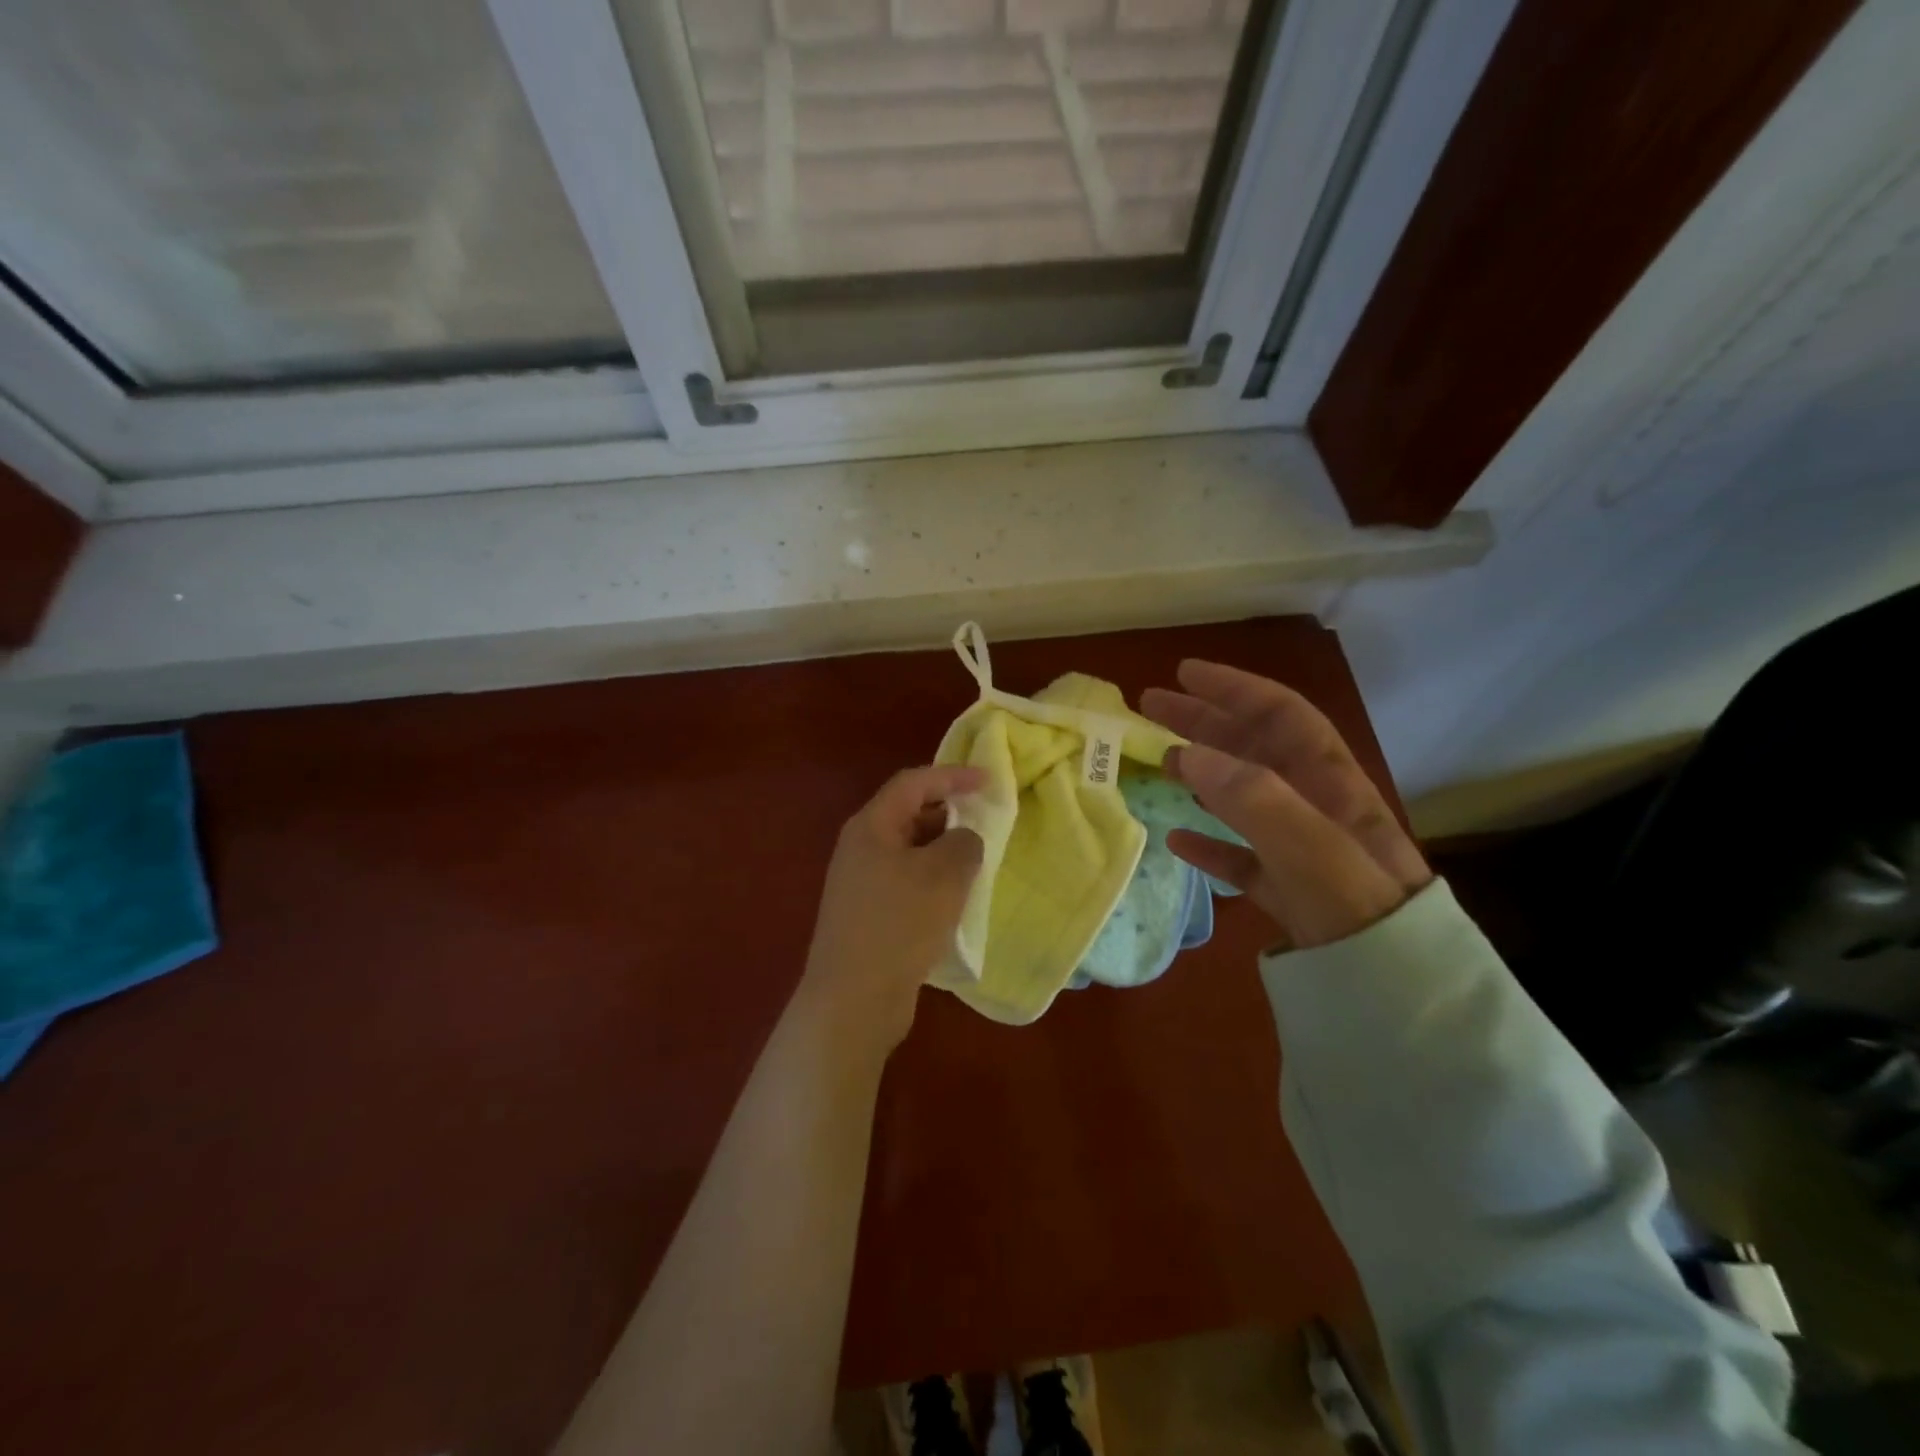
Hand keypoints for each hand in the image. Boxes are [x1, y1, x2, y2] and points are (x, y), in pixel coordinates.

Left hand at [800, 765, 985, 1054]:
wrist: (853, 1000)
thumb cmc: (899, 924)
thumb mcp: (944, 875)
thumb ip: (964, 843)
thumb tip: (963, 840)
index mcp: (871, 826)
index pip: (913, 782)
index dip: (952, 775)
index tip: (989, 781)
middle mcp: (861, 848)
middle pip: (909, 814)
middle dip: (949, 813)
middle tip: (986, 821)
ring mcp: (861, 884)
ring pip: (910, 852)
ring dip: (944, 851)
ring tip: (978, 861)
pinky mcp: (868, 915)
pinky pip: (907, 882)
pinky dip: (933, 881)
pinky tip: (956, 899)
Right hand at [1142, 660, 1430, 949]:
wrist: (1402, 1001)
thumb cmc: (1360, 916)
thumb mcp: (1315, 852)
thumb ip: (1256, 799)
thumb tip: (1190, 754)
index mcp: (1331, 786)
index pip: (1282, 716)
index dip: (1234, 689)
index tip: (1184, 674)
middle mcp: (1317, 808)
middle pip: (1256, 748)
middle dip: (1206, 720)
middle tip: (1152, 707)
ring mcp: (1302, 850)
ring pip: (1245, 795)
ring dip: (1203, 772)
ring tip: (1160, 760)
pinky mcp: (1289, 891)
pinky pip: (1243, 854)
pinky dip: (1210, 841)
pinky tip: (1178, 838)